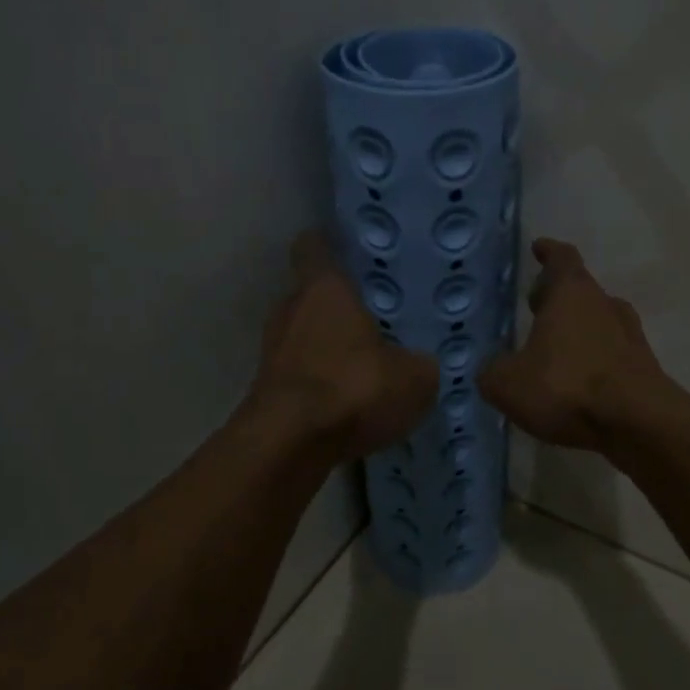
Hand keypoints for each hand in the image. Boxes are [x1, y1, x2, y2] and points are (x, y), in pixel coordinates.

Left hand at [248, 231, 439, 462]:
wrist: (289, 444)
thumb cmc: (354, 388)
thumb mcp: (414, 377)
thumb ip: (421, 363)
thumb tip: (421, 363)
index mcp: (324, 289)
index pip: (314, 246)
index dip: (330, 245)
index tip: (351, 251)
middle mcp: (290, 310)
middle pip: (311, 295)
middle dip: (338, 305)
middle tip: (375, 316)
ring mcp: (273, 351)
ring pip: (304, 336)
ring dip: (328, 347)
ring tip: (364, 364)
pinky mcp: (267, 389)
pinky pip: (301, 373)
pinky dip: (320, 382)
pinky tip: (347, 402)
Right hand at [479, 238, 675, 451]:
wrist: (638, 423)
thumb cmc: (567, 387)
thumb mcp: (508, 383)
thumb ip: (493, 371)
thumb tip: (493, 369)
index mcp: (571, 294)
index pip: (562, 259)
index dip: (549, 252)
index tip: (540, 248)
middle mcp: (604, 305)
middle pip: (581, 290)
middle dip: (557, 296)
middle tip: (536, 307)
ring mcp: (630, 336)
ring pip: (599, 321)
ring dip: (578, 329)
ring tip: (554, 348)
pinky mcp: (643, 368)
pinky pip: (611, 354)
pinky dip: (594, 360)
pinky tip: (577, 381)